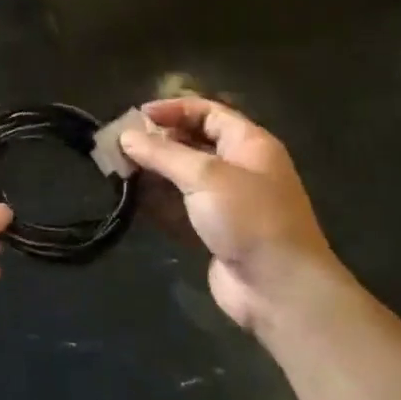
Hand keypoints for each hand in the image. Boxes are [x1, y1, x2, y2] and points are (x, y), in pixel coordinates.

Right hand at [119, 97, 342, 331]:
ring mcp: (229, 202)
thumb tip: (126, 136)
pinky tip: (133, 199)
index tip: (138, 116)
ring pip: (185, 176)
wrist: (281, 290)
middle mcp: (241, 167)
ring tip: (119, 170)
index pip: (208, 112)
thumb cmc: (249, 219)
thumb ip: (163, 153)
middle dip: (158, 141)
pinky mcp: (216, 230)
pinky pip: (182, 206)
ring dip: (155, 171)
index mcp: (249, 144)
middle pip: (194, 142)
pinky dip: (159, 201)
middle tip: (121, 145)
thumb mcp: (205, 176)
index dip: (173, 109)